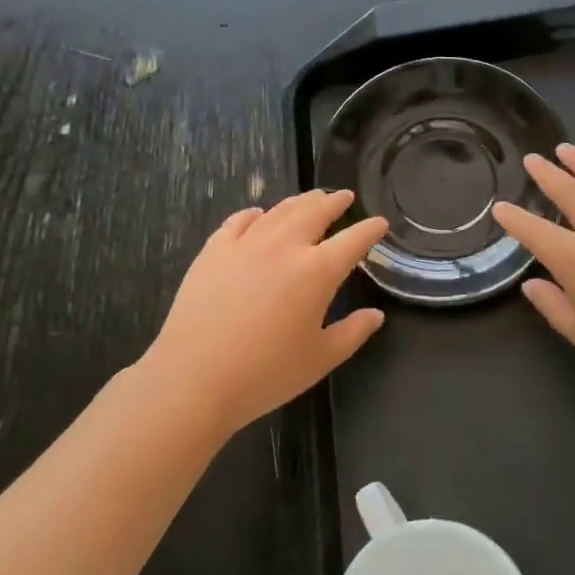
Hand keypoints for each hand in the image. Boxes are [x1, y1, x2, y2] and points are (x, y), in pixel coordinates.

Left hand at [139, 190, 388, 435]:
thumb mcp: (320, 359)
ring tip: (310, 198)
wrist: (194, 378)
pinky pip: (239, 221)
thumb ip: (353, 333)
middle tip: (344, 196)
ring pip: (279, 211)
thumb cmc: (265, 373)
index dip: (370, 229)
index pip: (353, 240)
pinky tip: (258, 215)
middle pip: (315, 212)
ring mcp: (246, 244)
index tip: (380, 223)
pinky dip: (255, 214)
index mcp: (317, 271)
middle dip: (334, 202)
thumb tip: (375, 316)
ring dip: (300, 202)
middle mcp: (284, 246)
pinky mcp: (214, 250)